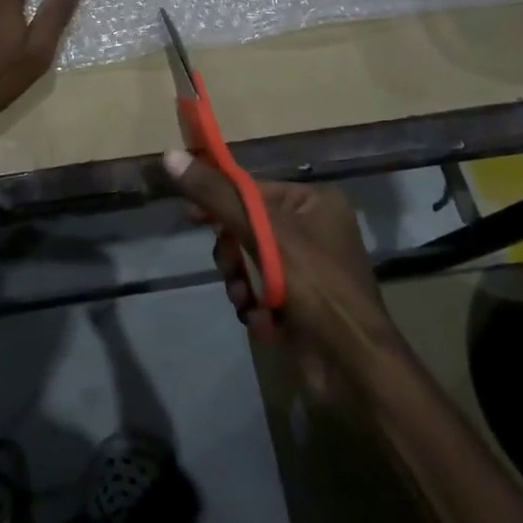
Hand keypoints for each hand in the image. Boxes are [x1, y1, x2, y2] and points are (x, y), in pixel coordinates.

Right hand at [163, 149, 394, 395]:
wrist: (352, 366)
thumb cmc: (315, 285)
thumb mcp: (261, 232)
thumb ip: (215, 195)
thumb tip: (170, 156)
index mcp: (315, 201)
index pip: (253, 189)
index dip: (218, 200)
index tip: (190, 216)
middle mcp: (315, 229)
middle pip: (247, 227)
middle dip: (233, 253)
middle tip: (230, 268)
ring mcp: (308, 269)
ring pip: (249, 262)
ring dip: (240, 283)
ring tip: (248, 301)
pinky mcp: (301, 303)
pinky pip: (261, 291)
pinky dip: (255, 305)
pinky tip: (264, 322)